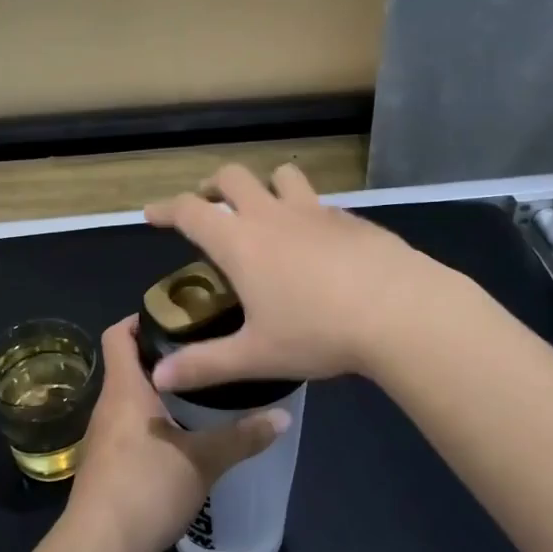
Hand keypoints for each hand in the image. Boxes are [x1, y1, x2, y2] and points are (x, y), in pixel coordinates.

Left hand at [64, 317, 286, 551]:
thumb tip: (284, 417)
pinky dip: (149, 420)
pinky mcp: (103, 465)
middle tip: (202, 352)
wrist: (99, 549)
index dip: (141, 318)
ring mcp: (101, 437)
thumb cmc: (147, 487)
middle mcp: (107, 405)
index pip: (119, 334)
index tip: (177, 316)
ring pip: (127, 398)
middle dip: (161, 356)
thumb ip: (243, 437)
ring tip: (197, 391)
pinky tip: (178, 436)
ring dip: (156, 391)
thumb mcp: (204, 460)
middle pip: (127, 364)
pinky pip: (126, 426)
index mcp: (125, 389)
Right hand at [143, 163, 457, 390]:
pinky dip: (305, 210)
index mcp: (240, 242)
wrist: (400, 311)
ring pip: (282, 175)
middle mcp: (272, 215)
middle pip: (233, 177)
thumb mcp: (256, 355)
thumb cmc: (318, 332)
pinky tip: (317, 241)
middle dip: (213, 185)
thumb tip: (160, 376)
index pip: (190, 211)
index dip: (165, 209)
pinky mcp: (350, 218)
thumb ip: (204, 365)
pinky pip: (318, 201)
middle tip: (209, 205)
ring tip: (264, 210)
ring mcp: (315, 210)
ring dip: (265, 185)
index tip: (152, 214)